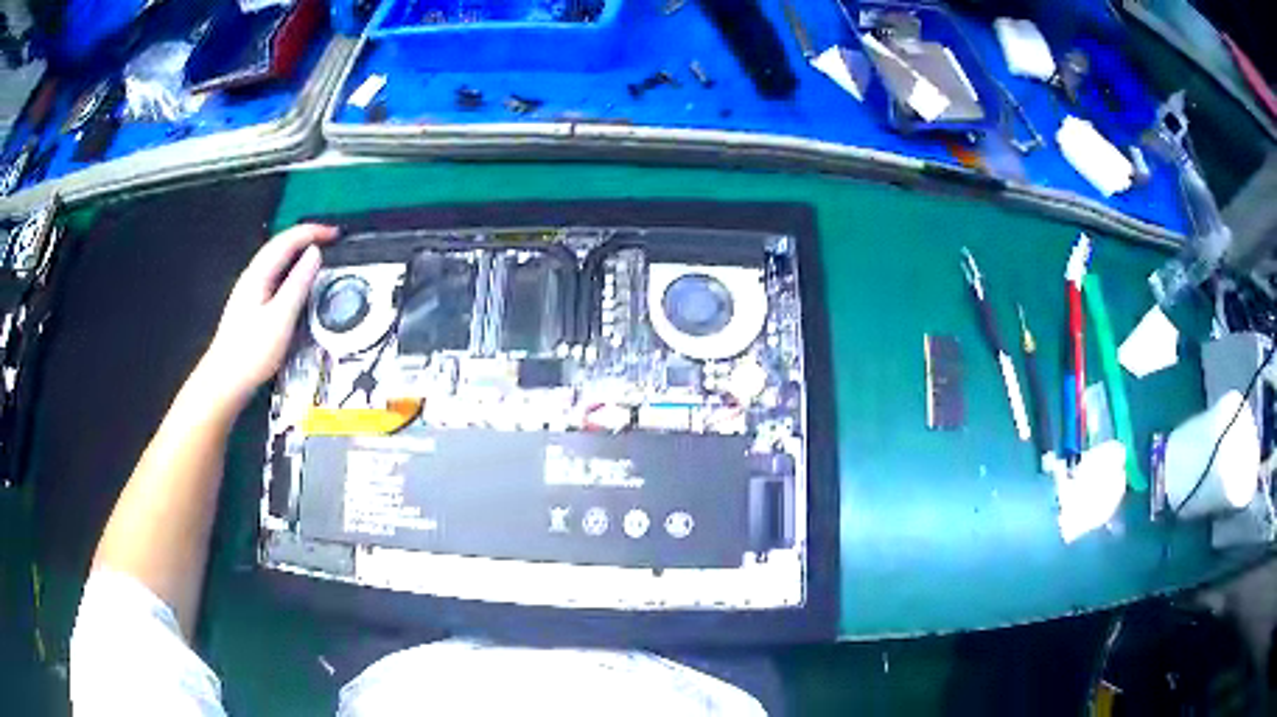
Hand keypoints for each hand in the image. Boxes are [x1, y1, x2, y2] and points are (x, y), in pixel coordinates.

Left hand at [198, 224, 337, 404]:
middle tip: (331, 240)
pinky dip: (291, 269)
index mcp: (258, 274)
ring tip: (319, 255)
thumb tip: (315, 254)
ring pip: (276, 260)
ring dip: (298, 251)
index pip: (287, 240)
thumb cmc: (252, 352)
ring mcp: (249, 290)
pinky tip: (298, 280)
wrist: (225, 381)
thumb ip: (298, 284)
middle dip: (306, 237)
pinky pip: (274, 275)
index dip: (312, 232)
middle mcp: (252, 276)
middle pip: (280, 245)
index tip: (336, 233)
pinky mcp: (250, 305)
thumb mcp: (280, 318)